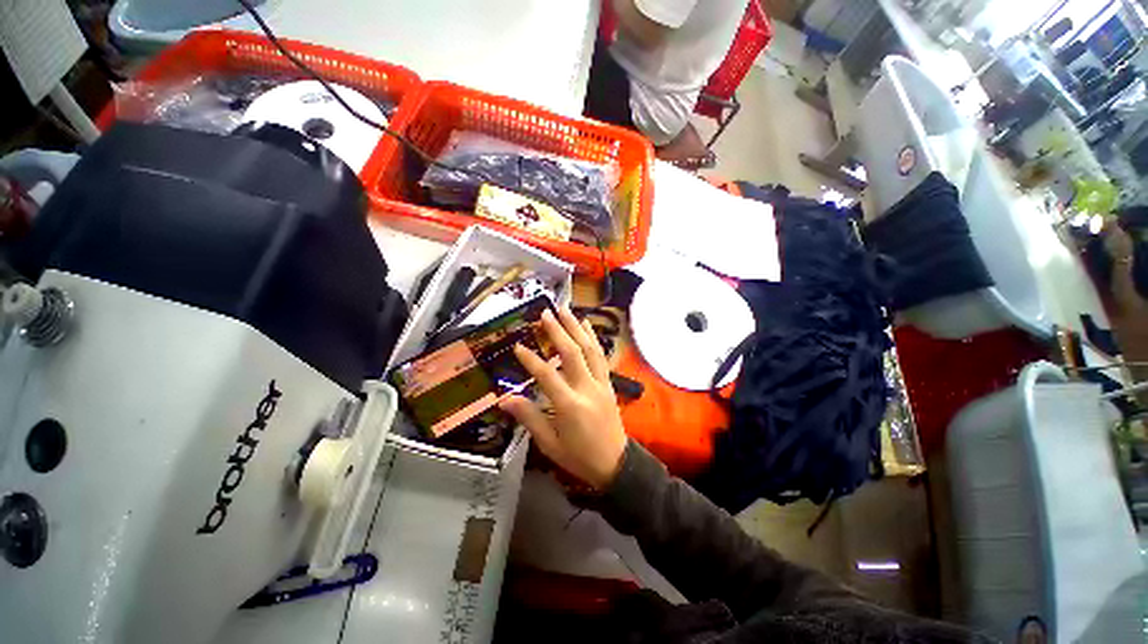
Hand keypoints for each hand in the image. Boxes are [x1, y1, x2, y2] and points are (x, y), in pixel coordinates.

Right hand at [500, 307, 627, 489]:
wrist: (615, 463)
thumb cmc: (579, 457)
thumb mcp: (549, 443)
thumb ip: (529, 417)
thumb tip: (504, 399)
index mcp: (569, 405)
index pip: (547, 375)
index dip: (531, 359)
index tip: (518, 345)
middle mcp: (587, 388)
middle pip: (572, 353)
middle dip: (558, 331)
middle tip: (545, 313)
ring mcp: (601, 383)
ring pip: (590, 349)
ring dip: (577, 327)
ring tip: (566, 310)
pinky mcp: (609, 383)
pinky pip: (601, 356)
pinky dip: (593, 338)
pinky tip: (587, 326)